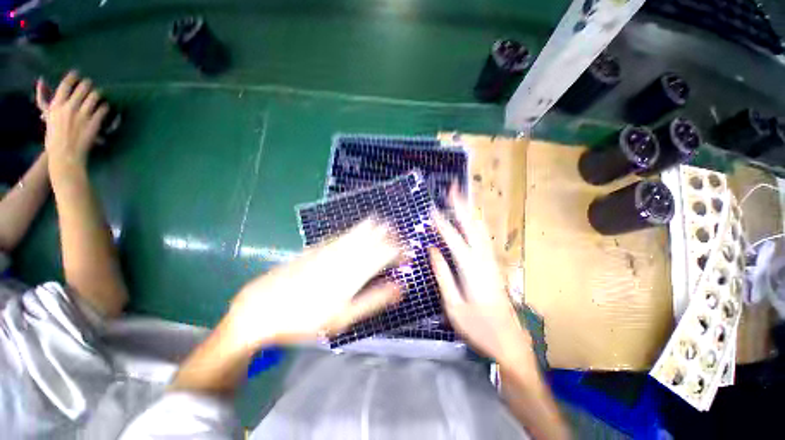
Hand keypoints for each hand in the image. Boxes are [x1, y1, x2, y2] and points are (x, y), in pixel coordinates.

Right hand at [37, 71, 107, 169]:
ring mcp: (82, 115)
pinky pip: (103, 110)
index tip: (77, 73)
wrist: (65, 156)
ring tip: (99, 94)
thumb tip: (41, 84)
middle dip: (88, 84)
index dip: (72, 77)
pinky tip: (106, 106)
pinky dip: (105, 107)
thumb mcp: (48, 118)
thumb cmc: (53, 140)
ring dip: (98, 94)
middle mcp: (69, 108)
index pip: (65, 85)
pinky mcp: (94, 123)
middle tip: (90, 84)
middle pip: (82, 88)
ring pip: (94, 97)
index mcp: (56, 106)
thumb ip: (47, 104)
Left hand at [226, 219, 401, 350]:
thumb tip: (400, 287)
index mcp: (354, 271)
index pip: (385, 251)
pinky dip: (357, 230)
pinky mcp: (318, 246)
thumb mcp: (344, 317)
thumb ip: (374, 299)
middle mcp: (345, 253)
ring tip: (385, 228)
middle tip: (399, 240)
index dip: (400, 250)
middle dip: (391, 234)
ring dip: (376, 228)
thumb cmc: (305, 319)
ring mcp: (330, 247)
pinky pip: (344, 232)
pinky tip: (361, 230)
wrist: (262, 308)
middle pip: (374, 235)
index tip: (407, 256)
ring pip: (359, 229)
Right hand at [430, 188, 532, 366]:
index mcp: (471, 269)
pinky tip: (471, 220)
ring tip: (461, 198)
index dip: (442, 223)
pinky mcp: (495, 266)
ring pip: (481, 230)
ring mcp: (492, 261)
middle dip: (461, 206)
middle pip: (472, 226)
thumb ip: (442, 274)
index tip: (432, 208)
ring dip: (469, 211)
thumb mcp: (453, 305)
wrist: (510, 343)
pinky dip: (476, 224)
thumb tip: (432, 249)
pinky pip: (484, 238)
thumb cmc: (478, 327)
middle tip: (453, 188)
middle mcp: (484, 260)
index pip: (453, 238)